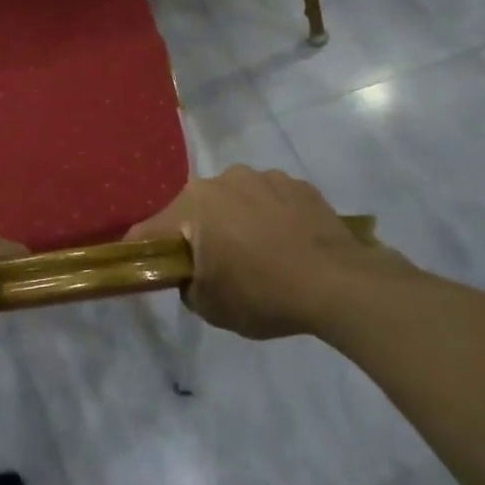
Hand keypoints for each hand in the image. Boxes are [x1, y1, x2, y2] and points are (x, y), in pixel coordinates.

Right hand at [127, 166, 404, 339]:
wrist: (340, 284)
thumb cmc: (264, 294)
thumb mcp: (211, 307)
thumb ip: (188, 286)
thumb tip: (193, 275)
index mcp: (193, 204)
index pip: (151, 229)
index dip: (143, 250)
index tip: (146, 267)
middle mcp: (223, 180)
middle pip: (196, 210)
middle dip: (199, 234)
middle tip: (216, 267)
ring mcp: (264, 177)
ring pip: (236, 201)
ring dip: (237, 222)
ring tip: (260, 256)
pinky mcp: (299, 185)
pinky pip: (271, 201)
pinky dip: (271, 218)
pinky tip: (288, 246)